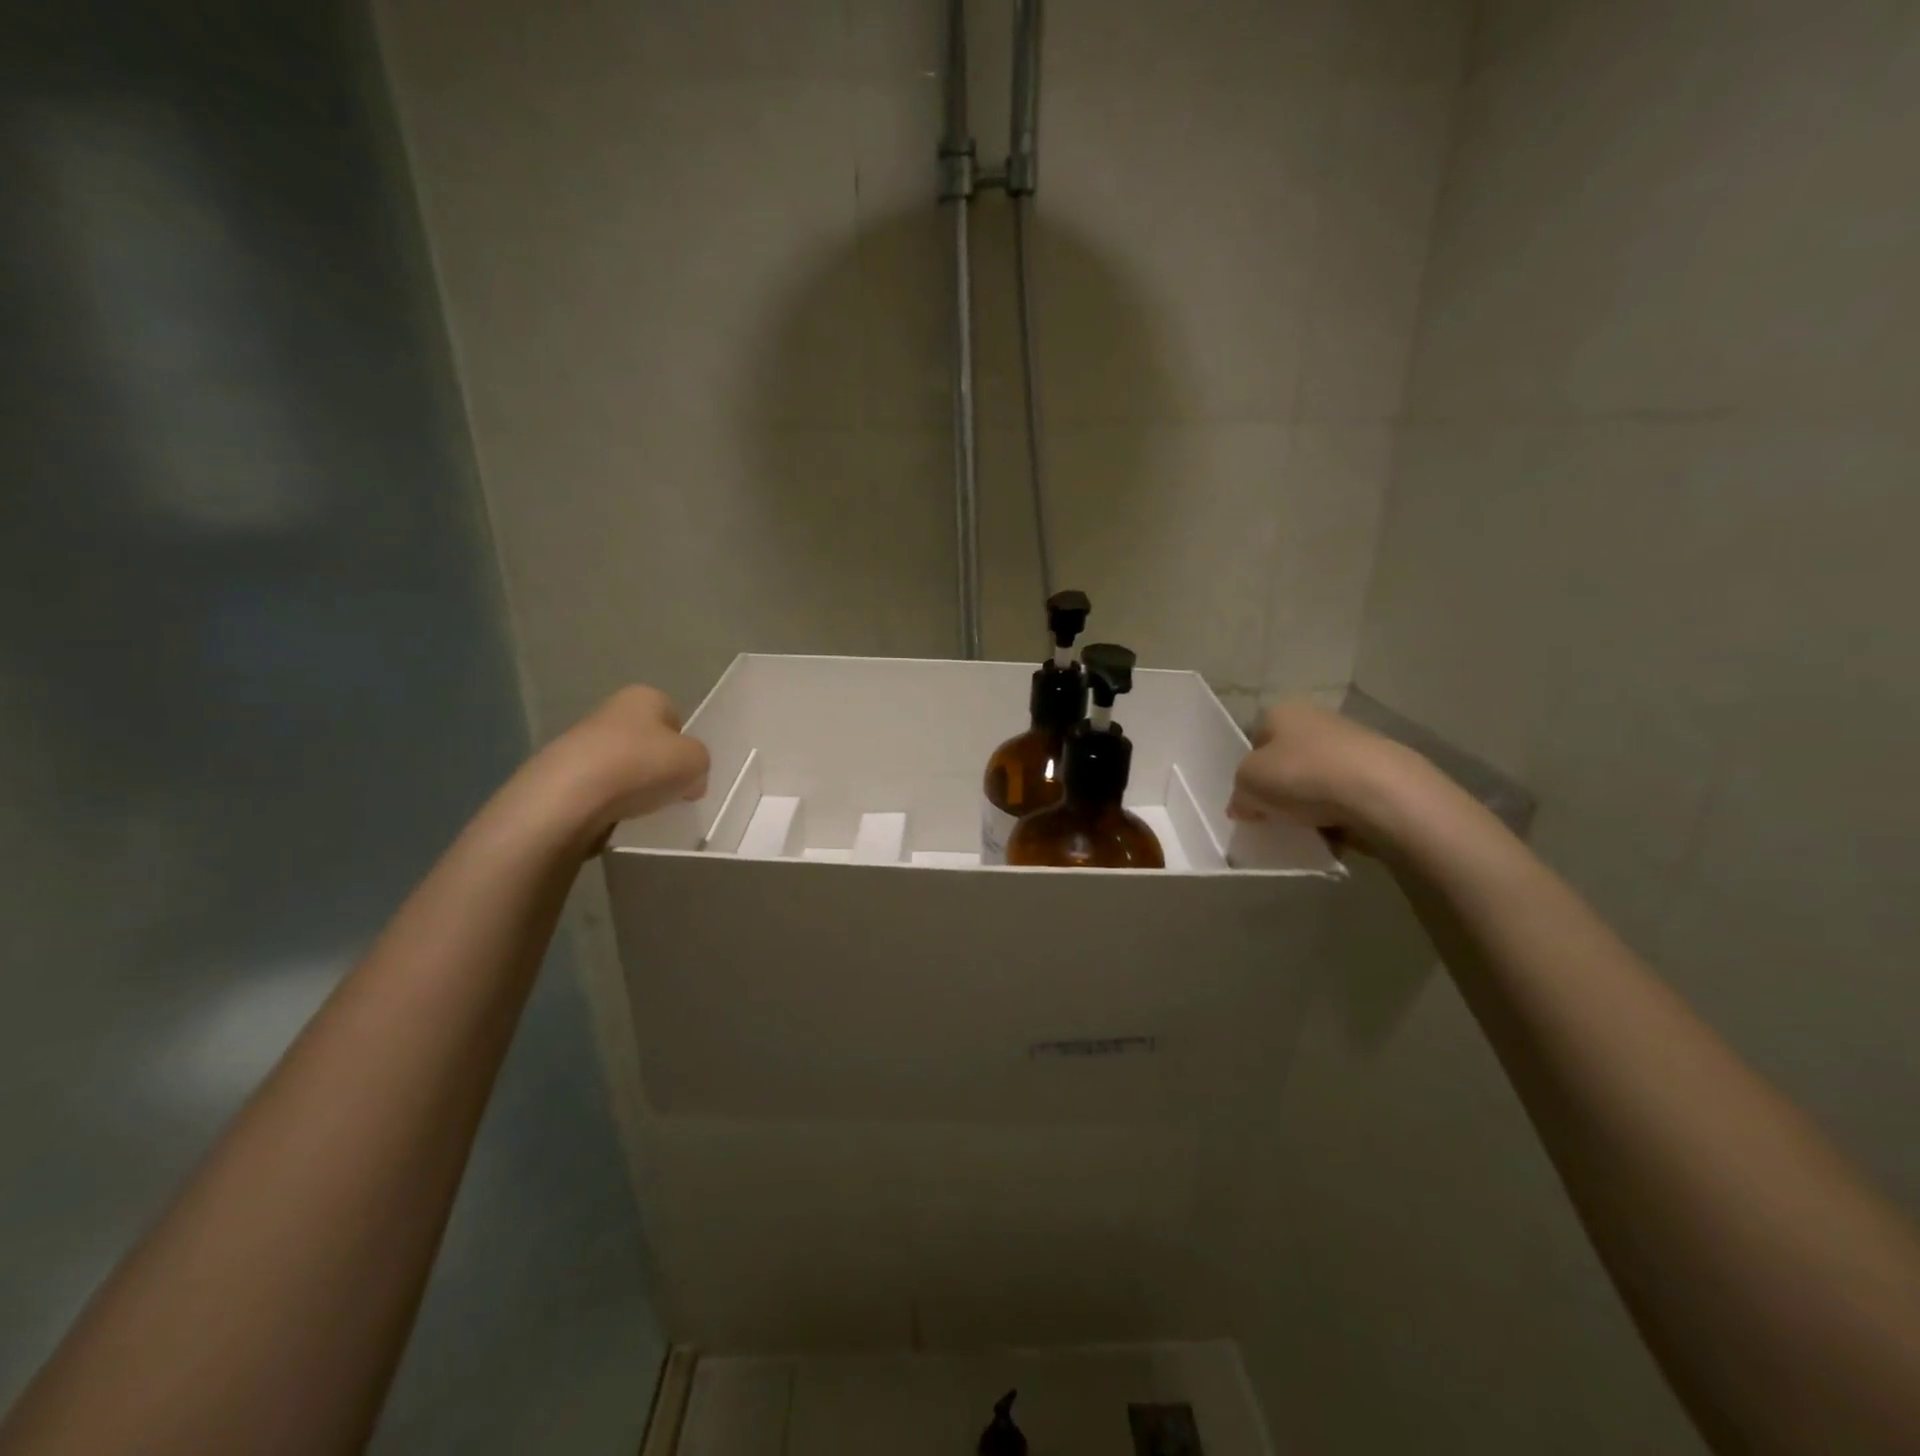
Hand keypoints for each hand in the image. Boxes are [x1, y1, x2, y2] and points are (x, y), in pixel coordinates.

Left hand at [535, 685, 709, 841]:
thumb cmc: (641, 765)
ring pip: (623, 767)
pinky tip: (615, 818)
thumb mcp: (695, 761)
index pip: (674, 717)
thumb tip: (689, 780)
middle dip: (658, 767)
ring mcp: (581, 742)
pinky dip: (610, 805)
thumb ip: (700, 764)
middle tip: (669, 793)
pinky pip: (599, 790)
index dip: (684, 745)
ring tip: (641, 811)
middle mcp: (611, 711)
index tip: (687, 771)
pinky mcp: (562, 776)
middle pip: (647, 742)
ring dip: (633, 787)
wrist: (569, 796)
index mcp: (644, 696)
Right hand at [1229, 701, 1427, 848]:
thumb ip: (1239, 793)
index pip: (1255, 741)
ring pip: (1316, 779)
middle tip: (1273, 816)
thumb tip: (1244, 803)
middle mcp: (1316, 719)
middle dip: (1280, 789)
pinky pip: (1344, 797)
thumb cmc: (1302, 775)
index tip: (1250, 800)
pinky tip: (1334, 832)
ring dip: (1308, 803)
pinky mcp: (1379, 771)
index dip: (1248, 772)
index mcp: (1281, 712)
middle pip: (1286, 761)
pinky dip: (1337, 814)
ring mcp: (1352, 744)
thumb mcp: (1247, 783)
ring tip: (1305, 828)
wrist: (1381, 793)